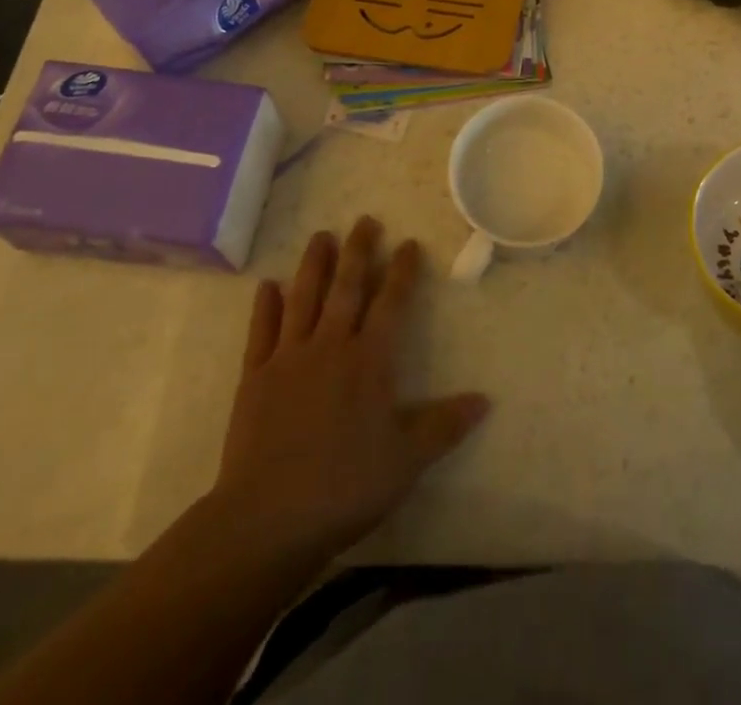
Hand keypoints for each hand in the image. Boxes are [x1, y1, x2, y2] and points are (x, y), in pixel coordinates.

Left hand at [215, 217, 489, 563]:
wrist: (269, 519)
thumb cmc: (345, 486)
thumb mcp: (407, 460)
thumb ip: (445, 426)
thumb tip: (486, 400)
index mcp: (369, 361)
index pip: (391, 303)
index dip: (403, 271)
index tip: (409, 243)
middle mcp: (330, 346)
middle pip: (347, 288)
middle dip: (359, 251)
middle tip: (365, 220)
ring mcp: (288, 359)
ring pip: (304, 299)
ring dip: (314, 265)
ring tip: (321, 236)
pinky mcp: (254, 378)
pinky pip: (261, 332)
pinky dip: (264, 307)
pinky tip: (267, 285)